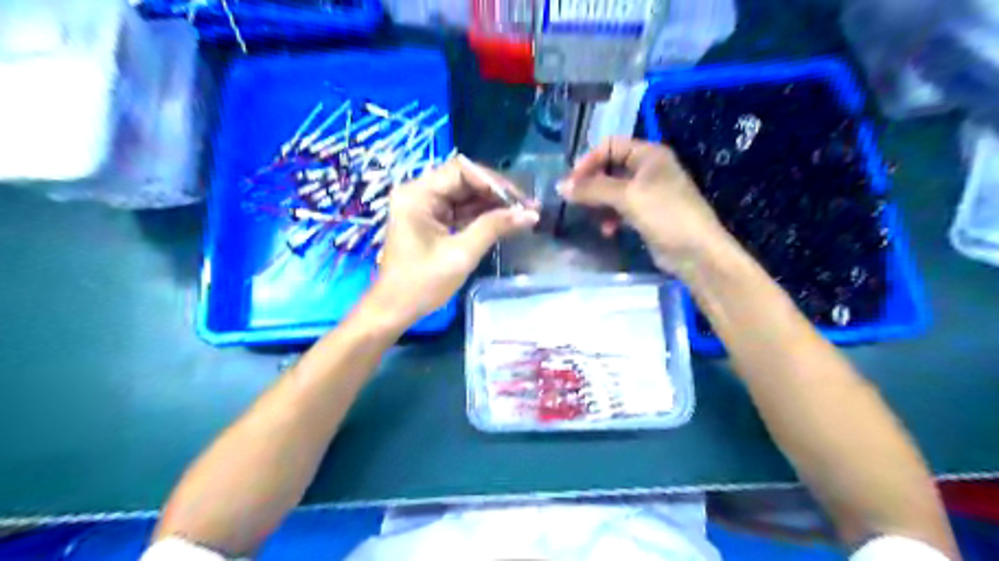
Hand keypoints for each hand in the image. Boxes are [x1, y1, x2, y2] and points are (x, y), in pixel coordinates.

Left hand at [366, 156, 538, 329]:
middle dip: (496, 193)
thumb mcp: (461, 254)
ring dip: (493, 205)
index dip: (493, 182)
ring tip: (522, 215)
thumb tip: (530, 214)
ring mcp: (425, 208)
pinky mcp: (432, 222)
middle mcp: (419, 193)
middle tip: (527, 207)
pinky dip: (482, 217)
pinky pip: (461, 211)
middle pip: (464, 181)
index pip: (461, 171)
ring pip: (465, 196)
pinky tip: (505, 222)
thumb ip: (494, 228)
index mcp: (417, 194)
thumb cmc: (421, 283)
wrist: (395, 310)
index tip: (519, 199)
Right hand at [558, 135, 731, 275]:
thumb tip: (560, 186)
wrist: (696, 251)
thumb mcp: (627, 196)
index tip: (572, 182)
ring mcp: (648, 193)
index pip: (610, 145)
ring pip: (613, 191)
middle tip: (574, 200)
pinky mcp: (646, 214)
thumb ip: (593, 189)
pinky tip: (608, 230)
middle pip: (609, 168)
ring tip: (592, 218)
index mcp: (648, 154)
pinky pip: (620, 209)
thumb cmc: (665, 214)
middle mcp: (648, 169)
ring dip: (599, 203)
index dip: (589, 160)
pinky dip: (611, 217)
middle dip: (591, 184)